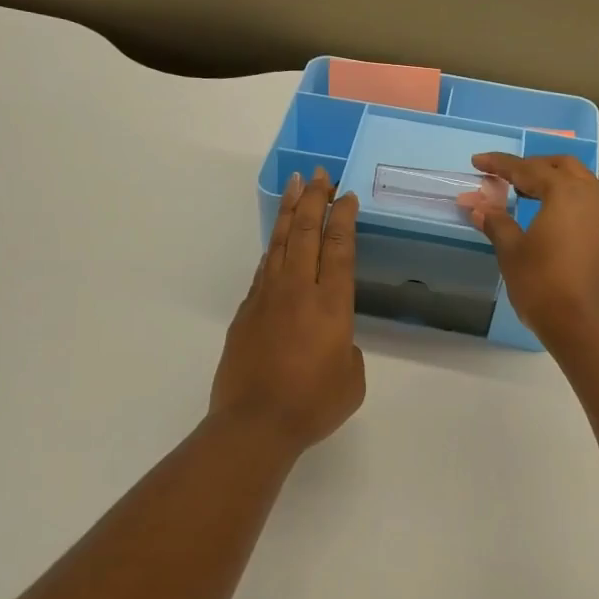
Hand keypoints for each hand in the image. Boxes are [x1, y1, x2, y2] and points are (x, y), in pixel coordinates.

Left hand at [210, 170, 366, 453]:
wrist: (254, 424)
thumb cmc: (312, 404)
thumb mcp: (352, 379)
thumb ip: (347, 350)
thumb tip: (332, 341)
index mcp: (331, 304)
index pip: (339, 248)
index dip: (343, 218)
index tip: (346, 196)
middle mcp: (297, 291)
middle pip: (307, 233)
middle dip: (314, 200)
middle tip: (320, 175)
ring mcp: (267, 298)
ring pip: (280, 244)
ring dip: (290, 213)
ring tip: (295, 187)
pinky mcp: (245, 313)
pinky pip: (263, 270)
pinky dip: (274, 249)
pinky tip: (278, 242)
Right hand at [464, 153, 598, 353]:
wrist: (588, 329)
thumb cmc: (544, 286)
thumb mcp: (512, 252)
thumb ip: (496, 222)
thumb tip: (477, 205)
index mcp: (566, 193)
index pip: (528, 169)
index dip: (500, 164)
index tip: (478, 162)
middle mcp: (594, 196)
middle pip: (562, 167)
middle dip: (533, 166)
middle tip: (507, 176)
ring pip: (582, 184)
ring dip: (555, 182)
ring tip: (528, 194)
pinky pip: (591, 204)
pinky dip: (570, 201)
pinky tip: (553, 218)